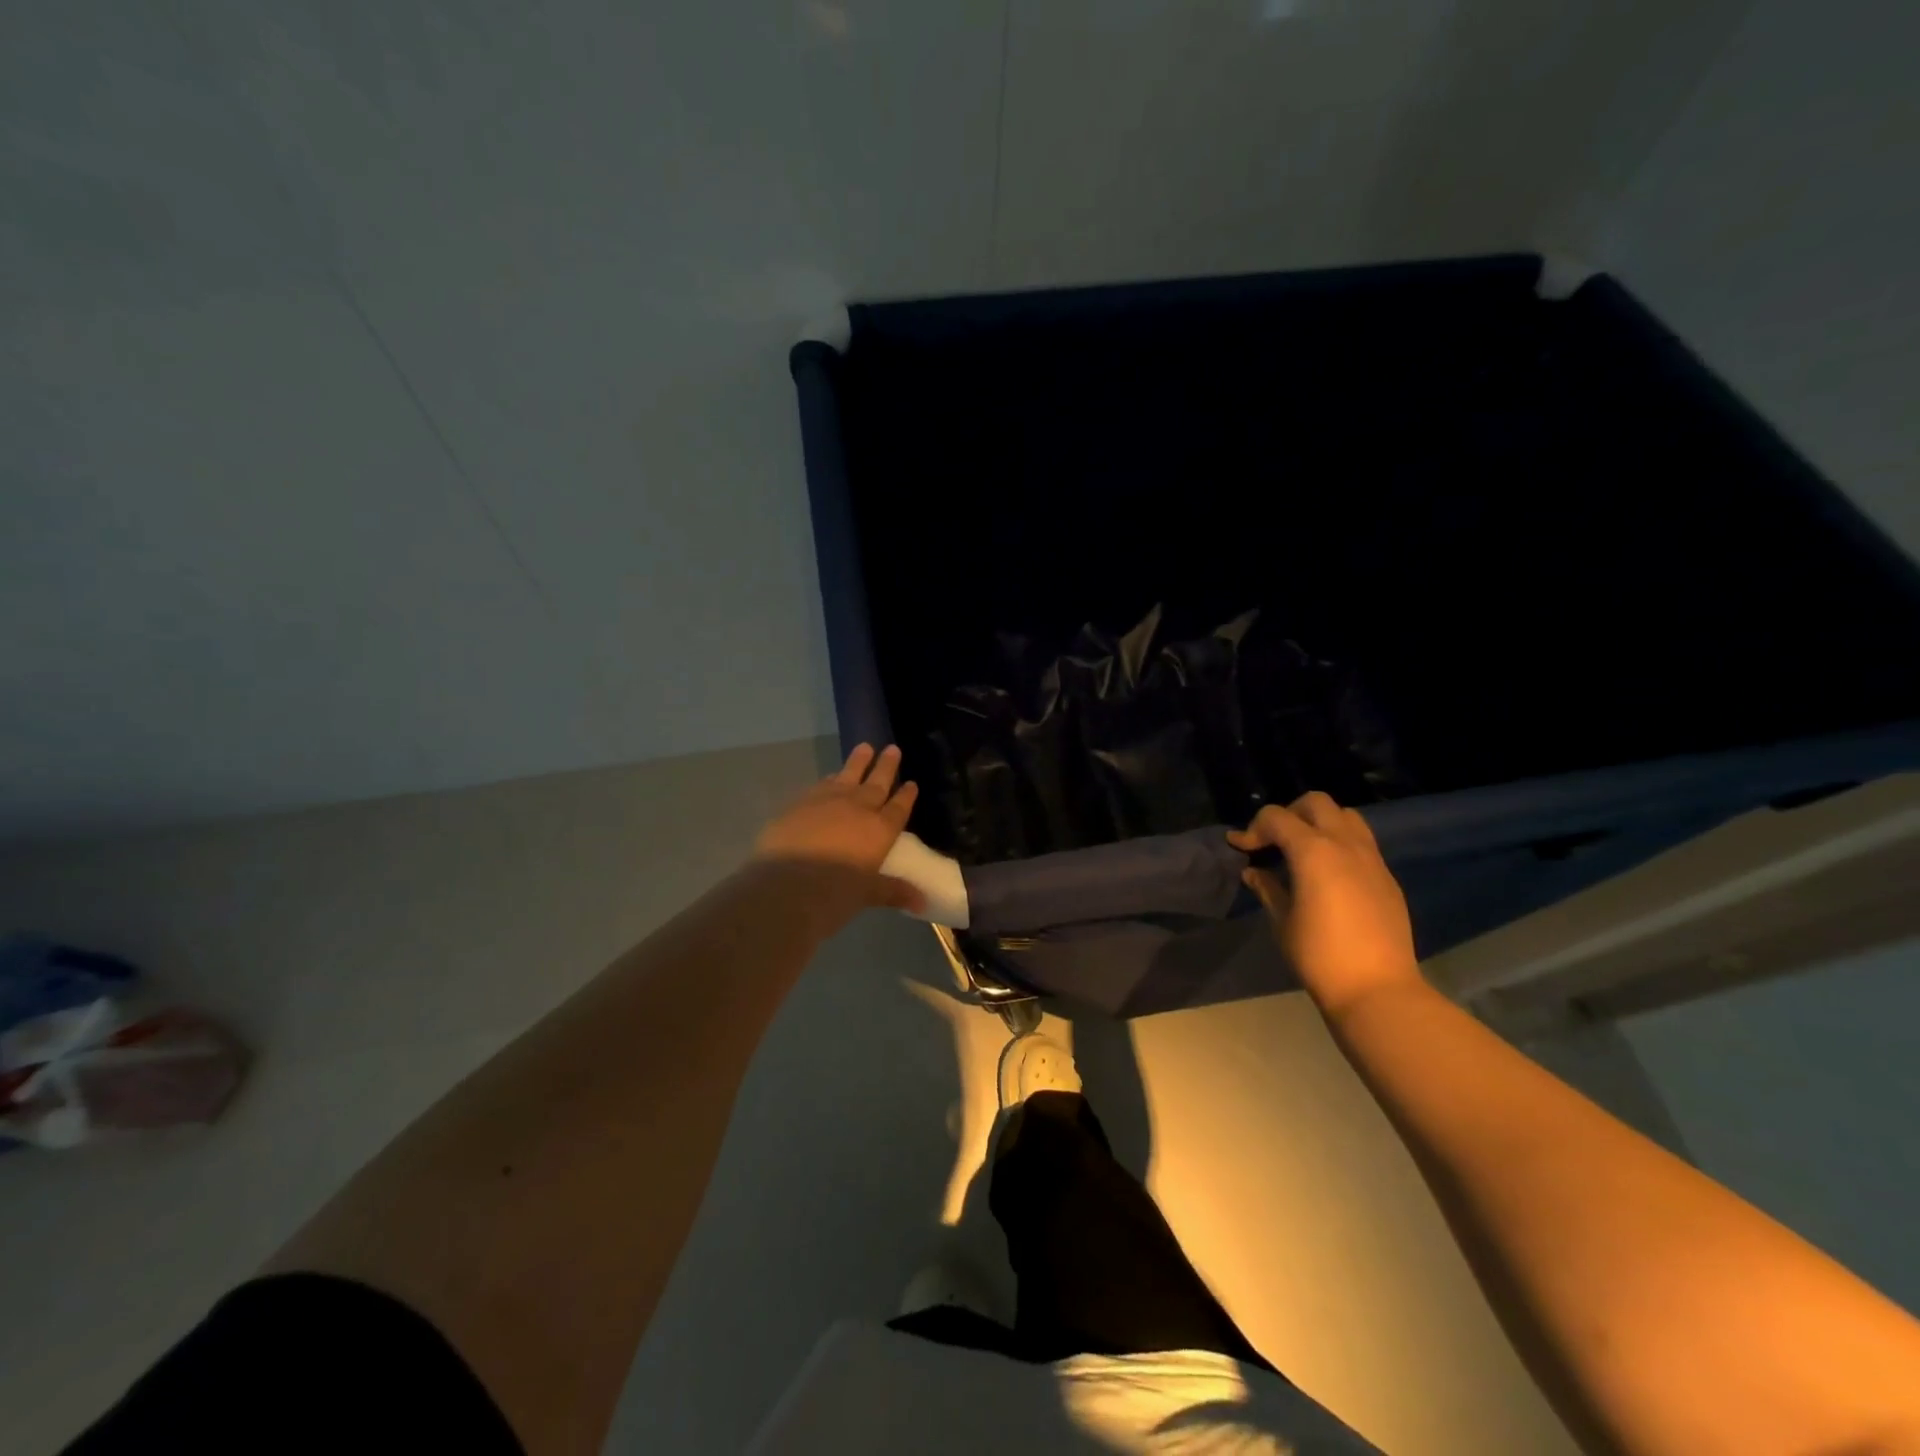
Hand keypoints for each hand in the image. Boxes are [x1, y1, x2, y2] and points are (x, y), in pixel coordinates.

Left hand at [753, 744, 924, 914]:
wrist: (785, 885)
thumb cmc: (833, 896)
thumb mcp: (867, 895)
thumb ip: (893, 891)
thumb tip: (922, 903)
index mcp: (880, 831)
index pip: (899, 808)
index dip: (906, 795)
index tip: (911, 782)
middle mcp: (858, 809)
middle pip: (877, 783)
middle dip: (886, 766)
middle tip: (892, 748)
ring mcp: (828, 801)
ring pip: (848, 775)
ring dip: (858, 761)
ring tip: (865, 747)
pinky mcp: (801, 802)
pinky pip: (822, 784)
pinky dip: (830, 778)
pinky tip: (831, 776)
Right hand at [1228, 792, 1422, 1020]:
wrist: (1377, 989)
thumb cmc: (1319, 956)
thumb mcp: (1282, 921)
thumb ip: (1267, 888)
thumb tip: (1253, 872)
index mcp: (1313, 851)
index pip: (1276, 817)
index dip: (1253, 829)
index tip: (1240, 849)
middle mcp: (1345, 844)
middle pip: (1315, 803)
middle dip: (1289, 814)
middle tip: (1273, 842)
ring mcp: (1371, 858)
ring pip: (1345, 816)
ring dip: (1320, 823)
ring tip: (1303, 851)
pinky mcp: (1387, 877)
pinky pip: (1362, 842)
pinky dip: (1340, 843)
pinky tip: (1329, 874)